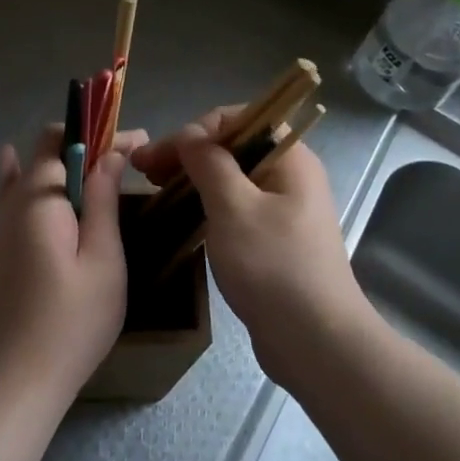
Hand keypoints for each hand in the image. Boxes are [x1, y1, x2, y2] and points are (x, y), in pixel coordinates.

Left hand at [0, 124, 145, 405]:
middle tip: (124, 160)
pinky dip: (19, 180)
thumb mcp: (102, 260)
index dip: (103, 135)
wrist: (9, 385)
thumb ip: (103, 201)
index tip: (140, 142)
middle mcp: (8, 204)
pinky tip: (14, 168)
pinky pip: (6, 201)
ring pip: (22, 177)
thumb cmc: (69, 324)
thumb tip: (111, 154)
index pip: (65, 142)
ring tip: (93, 170)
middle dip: (84, 147)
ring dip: (58, 167)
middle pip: (42, 155)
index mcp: (38, 197)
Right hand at [133, 107, 376, 387]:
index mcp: (289, 158)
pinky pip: (236, 208)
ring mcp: (284, 209)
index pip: (237, 119)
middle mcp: (290, 176)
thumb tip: (191, 134)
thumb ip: (209, 163)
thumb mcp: (233, 207)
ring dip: (193, 180)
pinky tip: (180, 217)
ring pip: (232, 180)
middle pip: (233, 148)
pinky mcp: (274, 240)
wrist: (316, 341)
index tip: (157, 156)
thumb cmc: (273, 266)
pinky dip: (207, 206)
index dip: (194, 130)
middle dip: (187, 154)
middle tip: (143, 172)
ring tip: (155, 191)